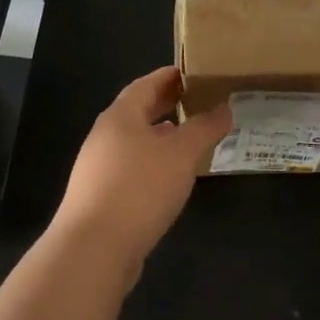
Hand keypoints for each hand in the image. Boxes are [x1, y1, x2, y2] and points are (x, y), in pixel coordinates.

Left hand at [47, 66, 232, 278]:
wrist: (94, 247)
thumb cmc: (140, 188)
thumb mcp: (181, 154)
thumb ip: (204, 128)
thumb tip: (225, 107)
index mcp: (120, 116)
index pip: (146, 84)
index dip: (169, 76)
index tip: (193, 72)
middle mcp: (105, 136)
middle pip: (138, 111)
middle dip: (166, 105)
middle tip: (197, 101)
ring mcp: (98, 167)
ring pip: (135, 141)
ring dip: (160, 136)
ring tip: (189, 137)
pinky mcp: (101, 195)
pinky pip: (131, 167)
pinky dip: (153, 162)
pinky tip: (170, 177)